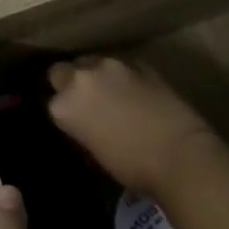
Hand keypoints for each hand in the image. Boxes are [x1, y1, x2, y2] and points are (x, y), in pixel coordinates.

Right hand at [46, 56, 218, 197]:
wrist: (178, 154)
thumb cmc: (130, 166)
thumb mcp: (92, 151)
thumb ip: (80, 125)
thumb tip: (83, 119)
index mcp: (64, 105)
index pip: (51, 99)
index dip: (62, 108)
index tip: (71, 118)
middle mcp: (83, 78)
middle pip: (63, 70)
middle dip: (70, 81)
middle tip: (85, 100)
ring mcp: (113, 66)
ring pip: (93, 62)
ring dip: (96, 75)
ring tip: (110, 92)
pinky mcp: (141, 63)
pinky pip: (121, 65)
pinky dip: (122, 75)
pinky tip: (134, 91)